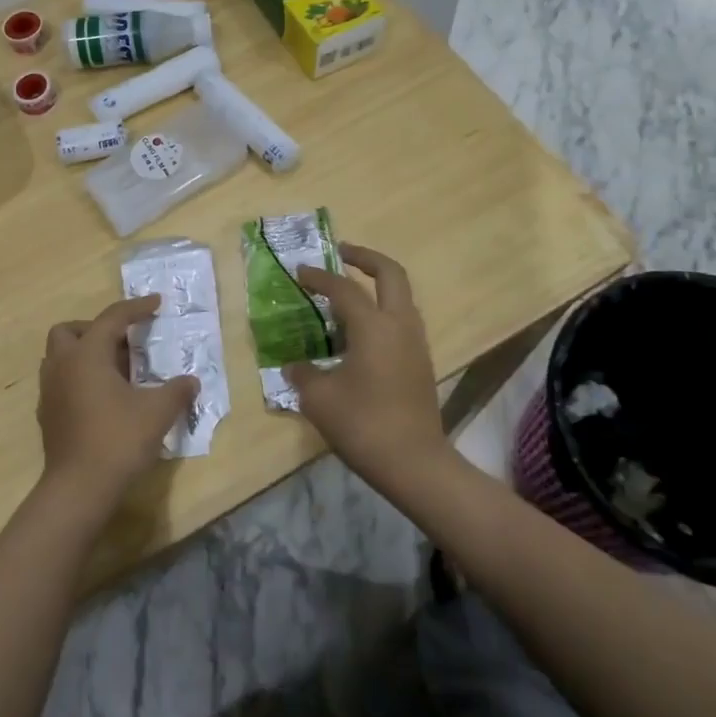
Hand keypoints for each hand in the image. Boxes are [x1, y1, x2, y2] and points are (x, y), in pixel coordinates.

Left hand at [37, 295, 197, 514]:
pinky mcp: (47, 414)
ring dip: (84, 353)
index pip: (112, 318)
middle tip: (123, 342)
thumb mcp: (157, 412)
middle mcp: (62, 365)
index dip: (136, 308)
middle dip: (95, 328)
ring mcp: (50, 391)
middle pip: (69, 330)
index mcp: (87, 354)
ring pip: (59, 356)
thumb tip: (192, 381)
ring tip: (114, 370)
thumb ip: (177, 391)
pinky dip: (78, 378)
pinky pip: (60, 381)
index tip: (156, 303)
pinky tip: (101, 397)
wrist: (78, 488)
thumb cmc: (118, 440)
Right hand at [289, 244, 448, 495]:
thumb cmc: (363, 425)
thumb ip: (303, 375)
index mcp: (373, 326)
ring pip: (400, 297)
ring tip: (347, 294)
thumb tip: (294, 366)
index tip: (298, 271)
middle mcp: (399, 324)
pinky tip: (359, 332)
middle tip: (340, 254)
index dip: (319, 277)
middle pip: (390, 274)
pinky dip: (382, 311)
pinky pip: (401, 320)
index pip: (343, 288)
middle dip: (365, 257)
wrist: (415, 463)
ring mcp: (415, 343)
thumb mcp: (320, 400)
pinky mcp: (421, 362)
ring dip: (376, 285)